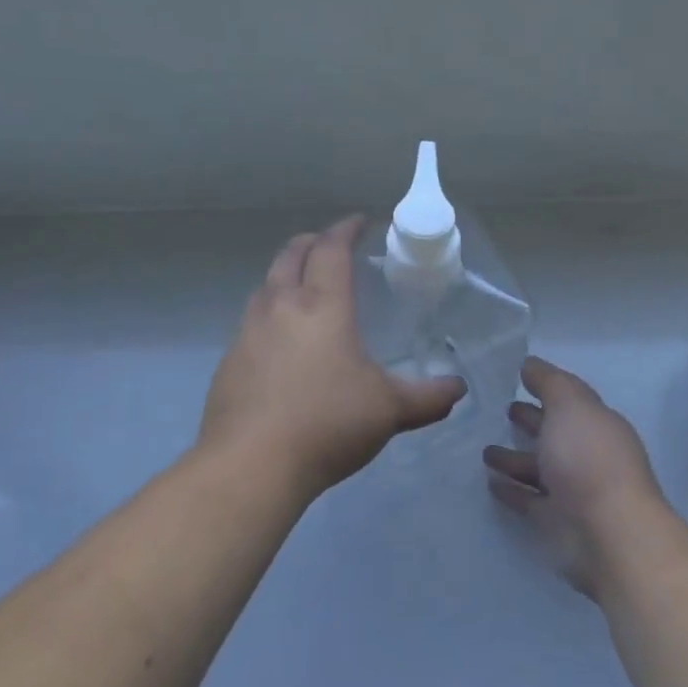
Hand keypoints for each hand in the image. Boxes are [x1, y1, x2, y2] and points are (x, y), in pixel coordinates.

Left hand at [201, 217, 465, 497]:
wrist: (251, 464)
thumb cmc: (328, 423)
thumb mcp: (389, 410)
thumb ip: (428, 397)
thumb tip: (458, 389)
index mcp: (322, 305)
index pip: (332, 249)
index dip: (347, 229)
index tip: (360, 221)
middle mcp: (281, 307)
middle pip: (291, 255)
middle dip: (312, 242)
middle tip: (329, 244)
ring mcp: (248, 333)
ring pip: (266, 285)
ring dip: (285, 274)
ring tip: (303, 287)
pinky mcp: (229, 362)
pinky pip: (251, 321)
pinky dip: (269, 313)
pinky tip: (280, 342)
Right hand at [483, 356, 667, 598]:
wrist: (610, 535)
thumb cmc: (590, 459)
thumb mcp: (570, 405)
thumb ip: (549, 382)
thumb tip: (530, 364)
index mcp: (597, 423)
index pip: (570, 399)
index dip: (547, 386)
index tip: (518, 377)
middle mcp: (588, 454)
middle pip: (555, 432)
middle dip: (532, 420)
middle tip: (503, 410)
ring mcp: (575, 490)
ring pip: (540, 468)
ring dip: (515, 458)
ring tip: (484, 450)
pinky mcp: (559, 522)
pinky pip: (530, 499)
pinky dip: (513, 490)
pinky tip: (490, 483)